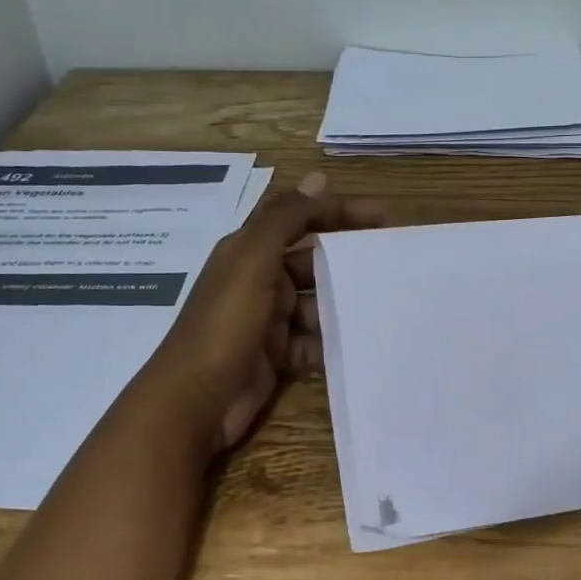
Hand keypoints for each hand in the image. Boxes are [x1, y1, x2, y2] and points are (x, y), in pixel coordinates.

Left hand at [132, 174, 384, 453]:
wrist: (194, 402)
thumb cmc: (224, 324)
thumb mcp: (253, 261)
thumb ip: (285, 218)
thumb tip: (318, 177)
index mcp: (249, 251)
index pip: (300, 219)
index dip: (338, 213)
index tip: (383, 217)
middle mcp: (258, 280)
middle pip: (311, 263)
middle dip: (345, 266)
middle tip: (387, 268)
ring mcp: (266, 320)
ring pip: (315, 305)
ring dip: (340, 307)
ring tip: (378, 310)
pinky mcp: (275, 356)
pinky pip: (311, 342)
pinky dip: (328, 344)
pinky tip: (353, 347)